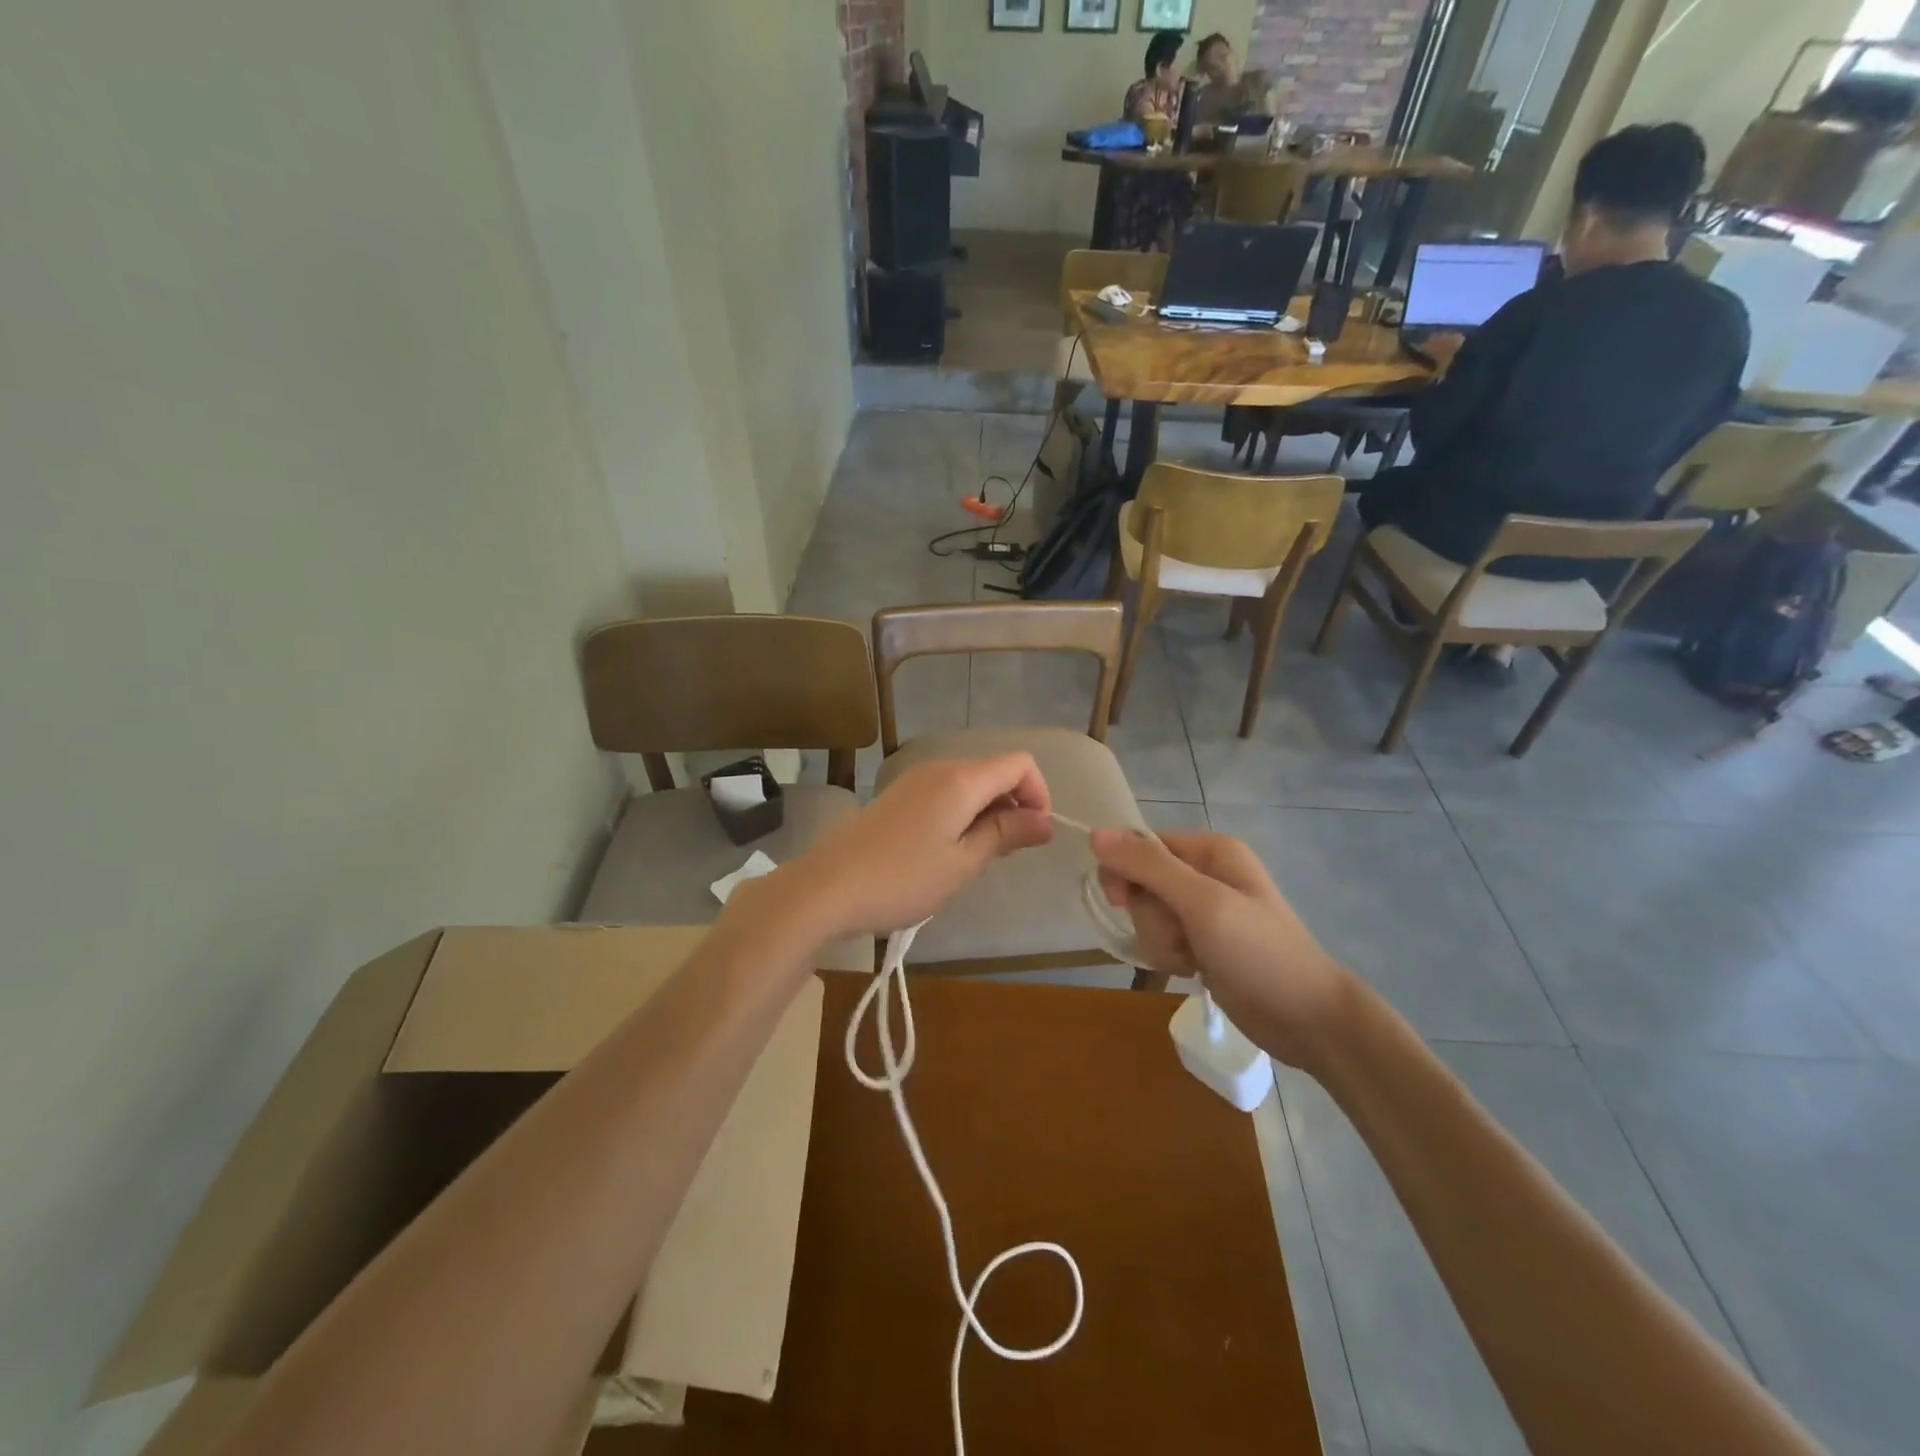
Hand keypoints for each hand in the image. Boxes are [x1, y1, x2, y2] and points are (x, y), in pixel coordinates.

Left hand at [777, 755, 1052, 938]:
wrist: (826, 887)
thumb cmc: (903, 879)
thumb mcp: (963, 863)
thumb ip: (1006, 834)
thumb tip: (1046, 820)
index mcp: (961, 780)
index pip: (1020, 763)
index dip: (1038, 794)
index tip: (1034, 835)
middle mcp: (940, 768)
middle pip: (995, 771)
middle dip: (1013, 806)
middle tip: (1004, 854)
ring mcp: (914, 780)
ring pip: (970, 784)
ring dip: (986, 813)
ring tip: (973, 858)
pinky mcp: (897, 796)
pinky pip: (945, 793)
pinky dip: (961, 814)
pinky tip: (944, 851)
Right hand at [1089, 829, 1352, 1070]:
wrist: (1307, 1019)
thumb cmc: (1259, 952)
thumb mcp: (1202, 903)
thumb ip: (1148, 867)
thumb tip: (1094, 833)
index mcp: (1210, 850)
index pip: (1141, 845)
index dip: (1125, 871)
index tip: (1122, 901)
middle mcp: (1205, 872)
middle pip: (1141, 882)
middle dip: (1150, 915)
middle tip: (1179, 935)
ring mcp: (1204, 910)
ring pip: (1148, 914)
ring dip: (1160, 940)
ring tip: (1192, 958)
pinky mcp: (1201, 941)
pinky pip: (1162, 938)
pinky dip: (1170, 956)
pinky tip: (1193, 969)